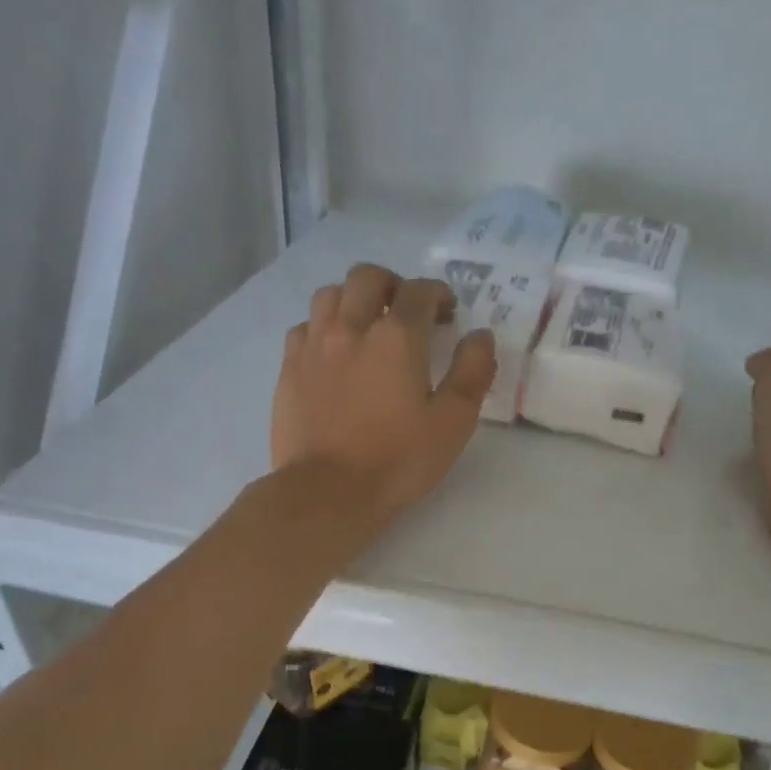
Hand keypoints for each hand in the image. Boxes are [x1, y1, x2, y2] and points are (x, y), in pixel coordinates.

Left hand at [272, 263, 496, 521]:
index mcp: (397, 338)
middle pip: (368, 277)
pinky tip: (333, 351)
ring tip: (367, 325)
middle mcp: (352, 327)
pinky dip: (323, 326)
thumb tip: (480, 336)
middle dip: (393, 284)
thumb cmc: (398, 461)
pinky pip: (305, 326)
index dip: (438, 294)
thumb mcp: (453, 423)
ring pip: (330, 294)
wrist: (328, 491)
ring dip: (354, 299)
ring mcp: (314, 345)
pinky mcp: (290, 367)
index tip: (447, 313)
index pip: (419, 292)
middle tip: (406, 310)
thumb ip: (472, 373)